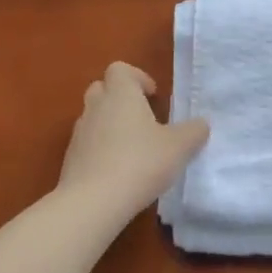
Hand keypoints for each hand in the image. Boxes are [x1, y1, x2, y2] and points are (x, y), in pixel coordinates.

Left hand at [56, 62, 208, 223]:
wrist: (92, 203)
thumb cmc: (140, 163)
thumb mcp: (179, 147)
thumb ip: (194, 132)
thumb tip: (201, 124)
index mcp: (121, 94)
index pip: (120, 69)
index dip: (137, 77)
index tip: (153, 96)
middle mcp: (96, 107)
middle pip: (102, 88)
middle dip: (120, 98)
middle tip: (142, 118)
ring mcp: (79, 133)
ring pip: (93, 117)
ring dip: (109, 124)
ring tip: (132, 148)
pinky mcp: (70, 159)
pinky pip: (86, 144)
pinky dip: (100, 149)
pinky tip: (117, 171)